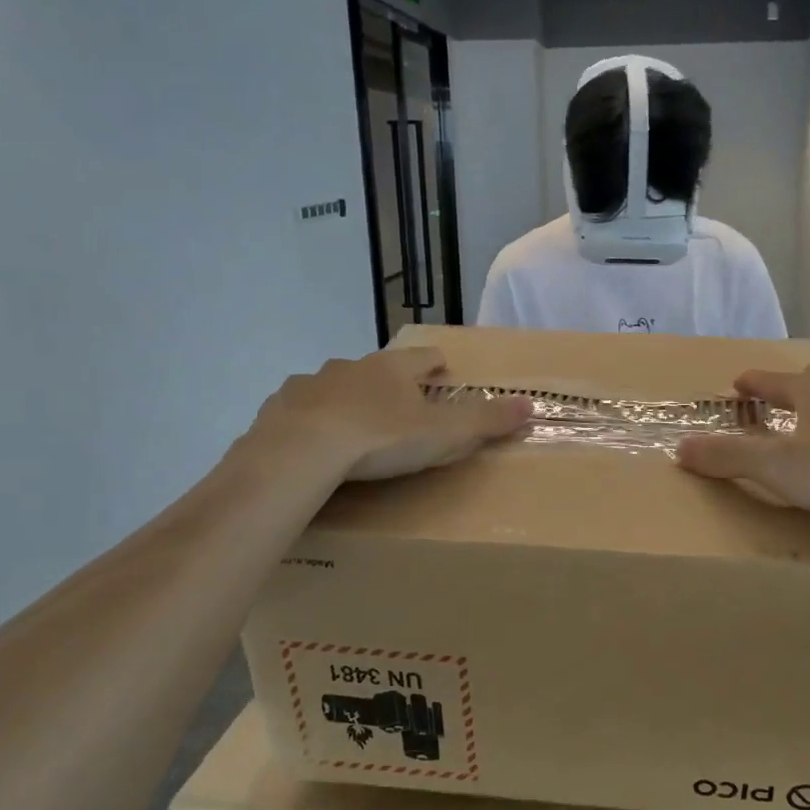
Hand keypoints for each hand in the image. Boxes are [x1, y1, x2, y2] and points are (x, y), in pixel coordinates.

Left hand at [249, 347, 530, 482]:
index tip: (442, 367)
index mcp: (393, 370)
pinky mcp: (279, 408)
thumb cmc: (380, 439)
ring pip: (334, 385)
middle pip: (376, 369)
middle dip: (388, 381)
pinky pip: (299, 408)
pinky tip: (311, 438)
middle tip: (398, 401)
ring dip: (346, 397)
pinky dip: (310, 418)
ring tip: (352, 422)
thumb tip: (530, 404)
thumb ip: (485, 420)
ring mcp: (311, 385)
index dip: (435, 363)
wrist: (301, 452)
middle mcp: (351, 368)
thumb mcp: (443, 434)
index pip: (422, 358)